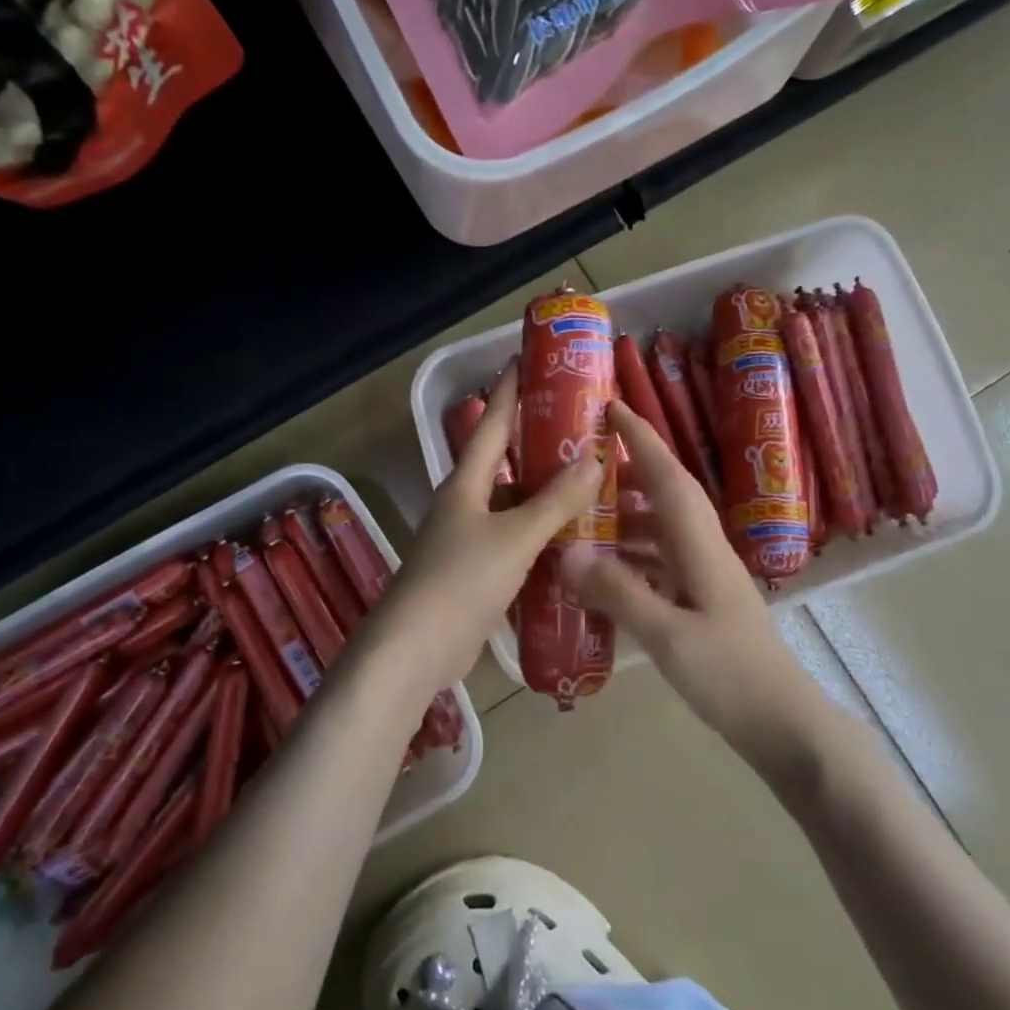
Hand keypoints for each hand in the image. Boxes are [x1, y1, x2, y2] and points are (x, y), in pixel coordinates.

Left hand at [353, 363, 606, 700]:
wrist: (415, 650)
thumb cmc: (460, 581)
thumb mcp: (514, 537)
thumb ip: (555, 501)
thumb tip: (595, 458)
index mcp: (466, 484)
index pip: (491, 424)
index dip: (508, 391)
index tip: (524, 359)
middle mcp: (465, 505)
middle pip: (505, 465)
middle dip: (537, 445)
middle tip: (581, 428)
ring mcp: (468, 541)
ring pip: (514, 507)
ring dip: (545, 496)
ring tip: (590, 483)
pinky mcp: (476, 575)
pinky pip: (515, 543)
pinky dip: (541, 536)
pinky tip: (573, 541)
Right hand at [567, 401, 810, 747]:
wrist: (784, 726)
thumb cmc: (731, 677)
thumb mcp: (668, 636)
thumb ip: (618, 591)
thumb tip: (568, 551)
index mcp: (701, 547)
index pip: (669, 476)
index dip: (642, 438)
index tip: (612, 407)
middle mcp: (705, 551)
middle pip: (666, 495)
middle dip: (629, 470)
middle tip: (581, 465)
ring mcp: (706, 577)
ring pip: (662, 530)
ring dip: (626, 515)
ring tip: (582, 516)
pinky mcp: (702, 602)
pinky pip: (661, 562)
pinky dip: (631, 556)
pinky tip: (604, 571)